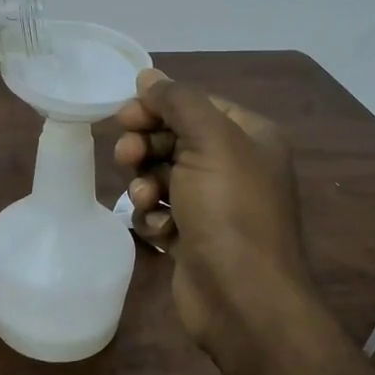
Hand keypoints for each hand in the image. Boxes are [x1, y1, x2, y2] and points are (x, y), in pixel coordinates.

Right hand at [114, 68, 313, 358]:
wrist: (242, 299)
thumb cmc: (229, 210)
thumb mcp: (209, 141)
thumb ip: (178, 101)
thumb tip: (149, 75)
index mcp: (249, 137)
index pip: (195, 105)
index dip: (157, 107)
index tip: (125, 116)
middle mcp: (234, 166)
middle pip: (174, 138)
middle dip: (146, 146)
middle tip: (127, 157)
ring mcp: (214, 205)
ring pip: (161, 176)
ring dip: (145, 184)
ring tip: (143, 199)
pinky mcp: (194, 237)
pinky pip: (161, 212)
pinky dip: (154, 218)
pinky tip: (161, 233)